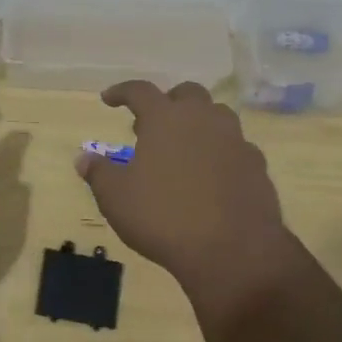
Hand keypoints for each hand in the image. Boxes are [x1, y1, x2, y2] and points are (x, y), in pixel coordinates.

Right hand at [77, 81, 296, 303]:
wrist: (233, 250)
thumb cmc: (163, 217)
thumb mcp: (116, 198)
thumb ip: (98, 173)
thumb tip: (84, 158)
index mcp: (165, 118)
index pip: (140, 90)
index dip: (121, 92)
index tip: (109, 99)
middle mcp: (203, 119)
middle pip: (187, 94)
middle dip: (168, 102)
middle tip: (152, 125)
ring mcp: (235, 140)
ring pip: (217, 116)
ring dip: (198, 123)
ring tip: (183, 147)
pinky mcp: (257, 166)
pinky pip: (236, 147)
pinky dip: (220, 152)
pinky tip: (212, 175)